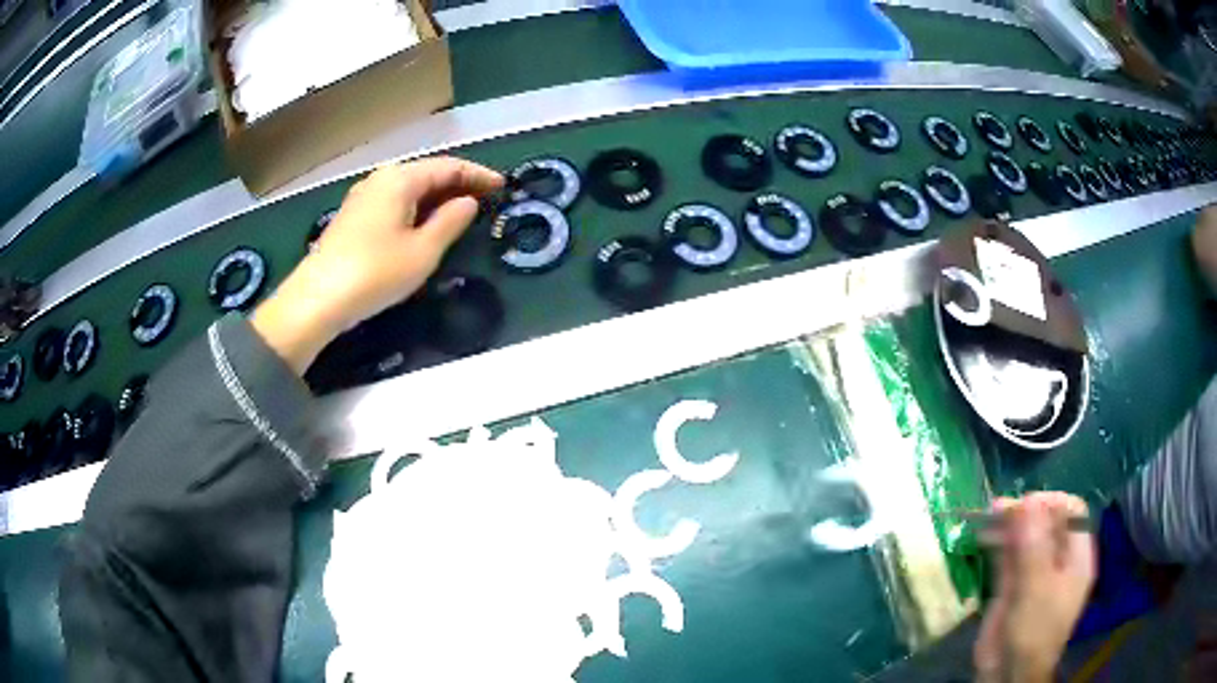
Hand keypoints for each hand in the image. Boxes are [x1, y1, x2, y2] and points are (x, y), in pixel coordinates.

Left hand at [252, 158, 503, 372]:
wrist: (317, 299)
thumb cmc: (375, 273)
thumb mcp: (423, 251)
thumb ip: (450, 221)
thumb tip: (468, 202)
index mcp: (400, 179)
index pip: (449, 167)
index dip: (478, 175)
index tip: (503, 185)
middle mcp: (380, 179)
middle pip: (427, 173)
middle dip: (458, 183)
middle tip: (485, 199)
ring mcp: (362, 197)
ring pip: (409, 188)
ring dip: (436, 196)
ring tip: (460, 211)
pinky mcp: (353, 217)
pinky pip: (394, 202)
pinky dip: (416, 207)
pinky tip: (423, 224)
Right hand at [974, 492, 1096, 682]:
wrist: (1007, 674)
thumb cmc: (1033, 632)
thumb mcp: (1036, 589)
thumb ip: (1033, 546)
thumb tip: (1027, 501)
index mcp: (1077, 558)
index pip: (1072, 513)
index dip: (1051, 503)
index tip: (1025, 505)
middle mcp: (1059, 559)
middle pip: (1047, 522)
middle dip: (1025, 512)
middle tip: (998, 508)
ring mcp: (1035, 572)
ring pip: (1025, 537)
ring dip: (1008, 525)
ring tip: (987, 516)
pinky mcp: (1013, 585)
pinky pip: (1008, 555)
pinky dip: (997, 542)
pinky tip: (983, 534)